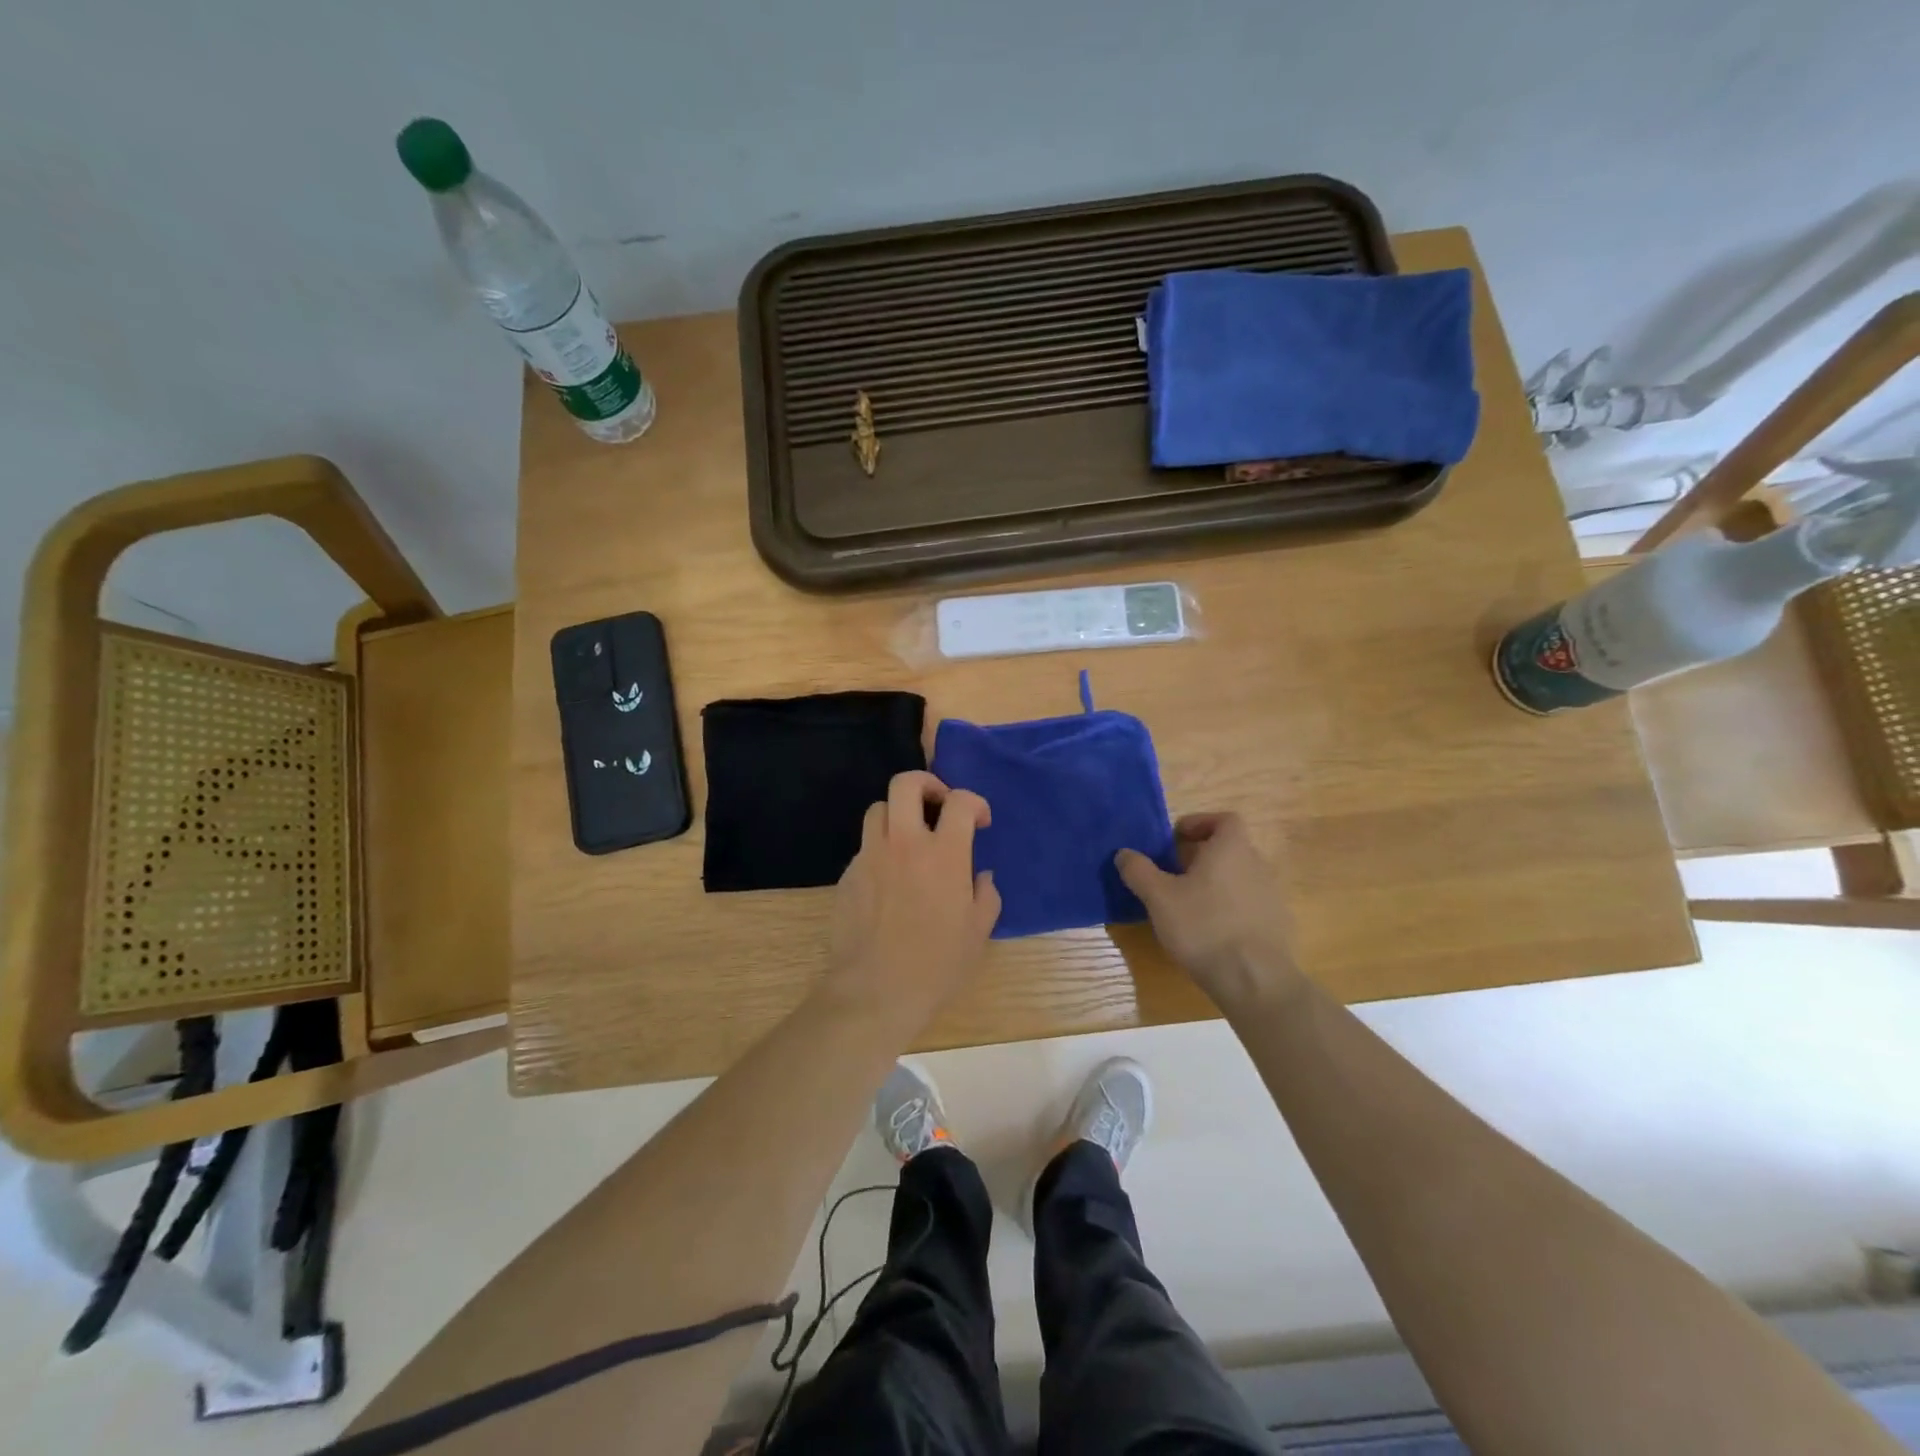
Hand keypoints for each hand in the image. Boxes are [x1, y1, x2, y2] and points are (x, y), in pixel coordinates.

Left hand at [823, 771, 1000, 1036]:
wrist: (875, 990)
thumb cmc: (936, 964)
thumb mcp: (978, 932)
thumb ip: (985, 895)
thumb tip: (980, 876)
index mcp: (944, 854)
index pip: (959, 801)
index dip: (974, 803)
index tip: (979, 821)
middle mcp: (905, 843)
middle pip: (906, 784)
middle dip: (927, 783)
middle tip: (939, 804)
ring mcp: (871, 856)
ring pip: (878, 809)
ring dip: (898, 814)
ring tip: (910, 838)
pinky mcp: (848, 874)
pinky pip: (865, 846)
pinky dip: (881, 849)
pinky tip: (889, 878)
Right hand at [1116, 813, 1301, 1011]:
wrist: (1255, 981)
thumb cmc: (1204, 927)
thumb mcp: (1159, 898)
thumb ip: (1139, 871)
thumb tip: (1124, 853)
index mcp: (1231, 848)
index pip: (1224, 819)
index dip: (1199, 823)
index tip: (1175, 840)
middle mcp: (1257, 864)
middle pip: (1229, 848)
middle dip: (1200, 856)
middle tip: (1172, 874)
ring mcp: (1271, 895)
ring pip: (1238, 876)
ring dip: (1214, 882)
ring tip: (1187, 905)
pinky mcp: (1276, 924)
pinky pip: (1248, 903)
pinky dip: (1229, 907)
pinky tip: (1210, 932)